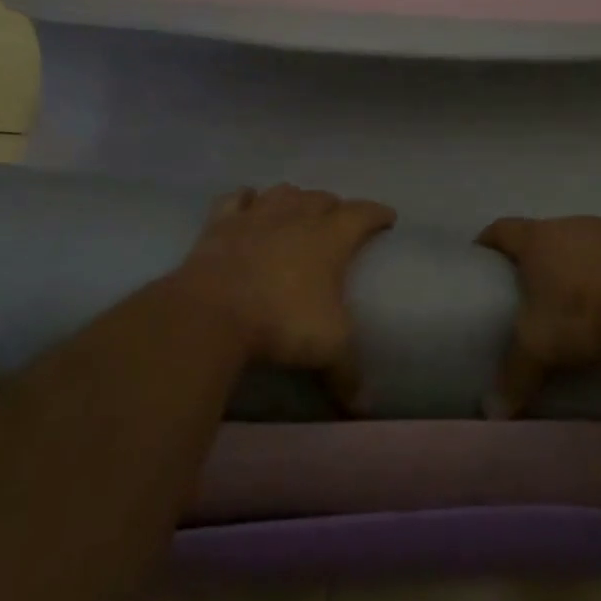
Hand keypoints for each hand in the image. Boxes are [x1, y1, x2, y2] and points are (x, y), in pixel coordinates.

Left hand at [176, 183, 395, 410]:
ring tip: (298, 210)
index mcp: (331, 237)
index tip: (387, 216)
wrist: (213, 312)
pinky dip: (246, 199)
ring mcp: (257, 215)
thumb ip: (347, 373)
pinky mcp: (221, 223)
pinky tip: (248, 203)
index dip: (377, 213)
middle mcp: (297, 216)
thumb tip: (363, 408)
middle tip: (339, 221)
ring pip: (283, 192)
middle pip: (322, 198)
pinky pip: (237, 199)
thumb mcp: (327, 349)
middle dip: (335, 206)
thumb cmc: (282, 322)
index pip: (362, 213)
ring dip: (295, 198)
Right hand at [476, 215, 600, 415]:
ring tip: (585, 291)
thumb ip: (515, 375)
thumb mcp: (541, 349)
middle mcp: (571, 223)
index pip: (502, 229)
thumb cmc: (584, 316)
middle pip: (546, 232)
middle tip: (537, 286)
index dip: (489, 240)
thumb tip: (491, 411)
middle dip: (540, 254)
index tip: (483, 255)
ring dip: (582, 257)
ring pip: (587, 238)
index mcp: (538, 240)